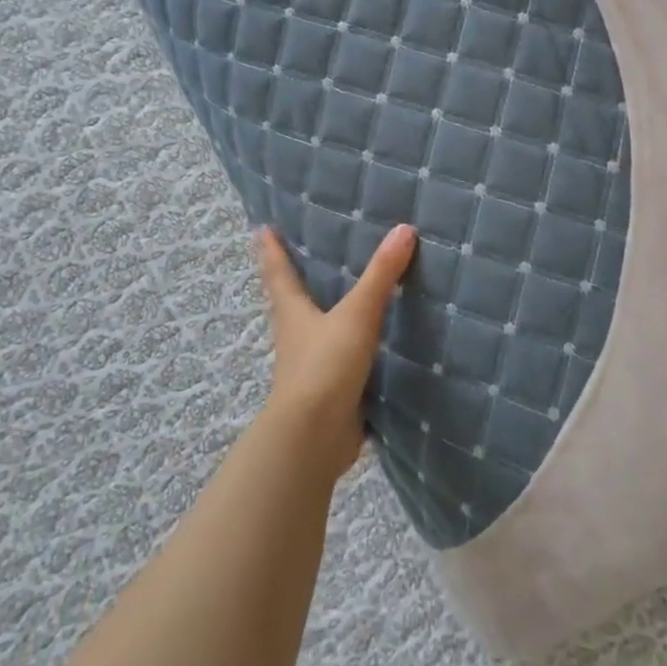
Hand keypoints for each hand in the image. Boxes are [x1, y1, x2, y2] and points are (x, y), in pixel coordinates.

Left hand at [255, 223, 416, 483]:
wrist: (314, 436)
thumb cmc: (325, 366)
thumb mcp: (357, 314)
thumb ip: (381, 275)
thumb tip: (404, 229)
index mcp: (294, 314)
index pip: (279, 275)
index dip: (272, 251)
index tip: (262, 230)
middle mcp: (297, 338)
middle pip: (293, 303)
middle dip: (298, 282)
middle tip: (309, 257)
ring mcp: (312, 367)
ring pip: (318, 333)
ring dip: (327, 316)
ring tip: (348, 297)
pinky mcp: (331, 392)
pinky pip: (343, 361)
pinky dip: (353, 348)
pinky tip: (374, 344)